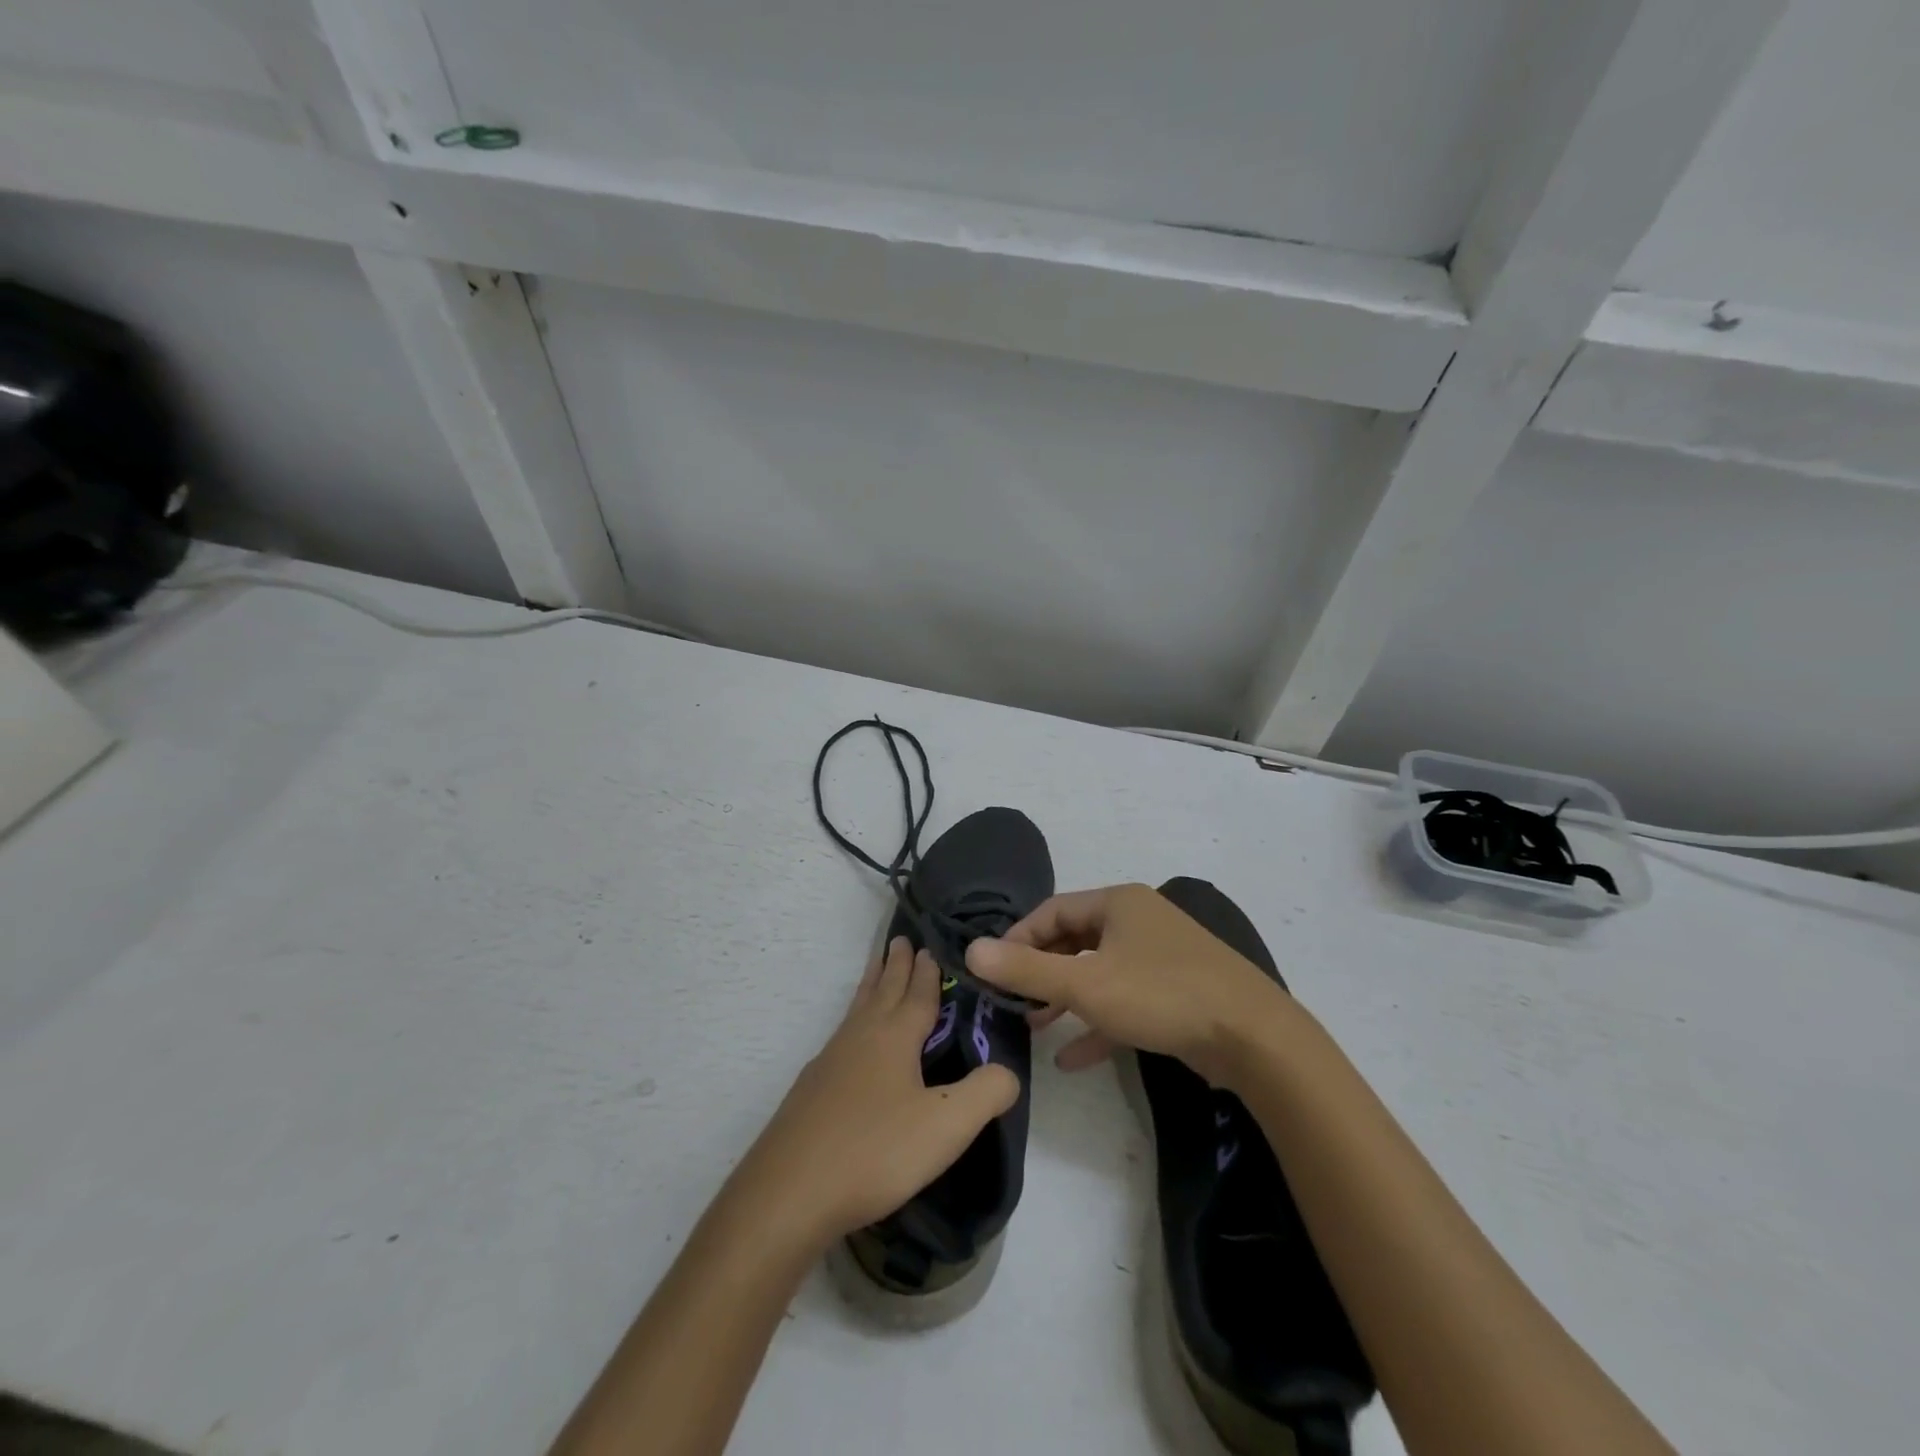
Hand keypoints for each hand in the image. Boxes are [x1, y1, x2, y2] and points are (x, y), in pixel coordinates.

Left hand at [732, 937, 1019, 1252]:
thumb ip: (986, 1093)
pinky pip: (842, 1035)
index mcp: (895, 1037)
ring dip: (871, 984)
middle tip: (900, 939)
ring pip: (857, 1009)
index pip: (917, 994)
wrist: (789, 1193)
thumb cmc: (875, 1151)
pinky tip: (850, 1041)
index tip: (929, 946)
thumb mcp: (946, 1125)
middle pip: (882, 990)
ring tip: (876, 968)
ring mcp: (830, 1061)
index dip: (926, 972)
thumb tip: (1009, 1071)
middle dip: (895, 965)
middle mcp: (861, 1037)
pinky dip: (854, 1019)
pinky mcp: (811, 1089)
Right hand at [965, 882, 1286, 1087]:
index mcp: (1118, 903)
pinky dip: (1098, 1023)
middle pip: (1075, 940)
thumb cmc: (1161, 996)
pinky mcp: (1176, 992)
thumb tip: (970, 949)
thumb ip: (1027, 968)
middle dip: (1042, 971)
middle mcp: (1139, 921)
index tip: (993, 970)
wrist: (1254, 1038)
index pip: (1052, 911)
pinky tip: (1072, 1059)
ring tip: (1035, 1026)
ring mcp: (1161, 957)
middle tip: (1012, 1000)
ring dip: (1066, 998)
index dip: (1018, 938)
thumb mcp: (1086, 983)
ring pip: (1099, 972)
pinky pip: (1126, 1001)